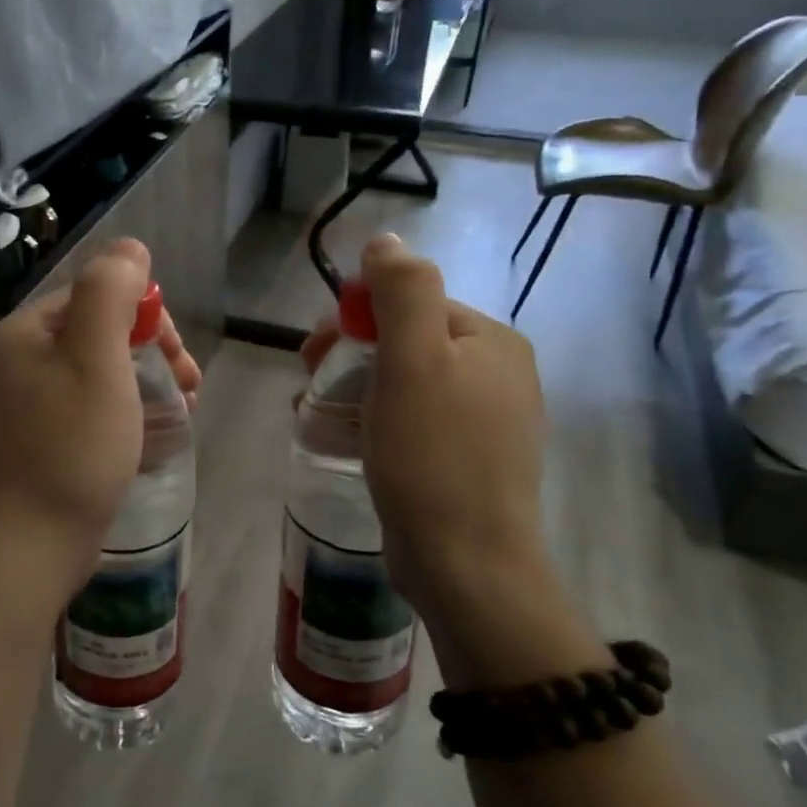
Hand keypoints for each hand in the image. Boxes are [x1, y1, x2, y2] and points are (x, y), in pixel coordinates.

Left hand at [0, 239, 200, 611]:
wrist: (26, 550)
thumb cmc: (70, 448)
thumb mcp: (97, 358)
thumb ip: (111, 292)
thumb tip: (128, 247)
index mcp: (20, 335)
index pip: (93, 298)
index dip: (145, 319)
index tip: (180, 358)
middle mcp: (9, 364)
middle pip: (93, 337)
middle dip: (148, 354)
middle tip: (190, 388)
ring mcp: (14, 409)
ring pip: (91, 377)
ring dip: (140, 386)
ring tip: (179, 416)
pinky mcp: (27, 446)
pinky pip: (80, 413)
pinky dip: (117, 417)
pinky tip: (145, 440)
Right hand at [304, 235, 596, 686]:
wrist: (466, 566)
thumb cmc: (433, 456)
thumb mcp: (414, 361)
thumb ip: (403, 291)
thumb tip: (385, 240)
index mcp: (492, 342)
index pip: (411, 304)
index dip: (355, 320)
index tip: (312, 353)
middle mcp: (497, 374)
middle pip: (407, 342)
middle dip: (350, 356)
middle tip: (308, 386)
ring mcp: (486, 421)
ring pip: (404, 383)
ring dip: (354, 390)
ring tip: (315, 417)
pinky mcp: (466, 461)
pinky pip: (413, 421)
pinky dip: (375, 421)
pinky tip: (346, 441)